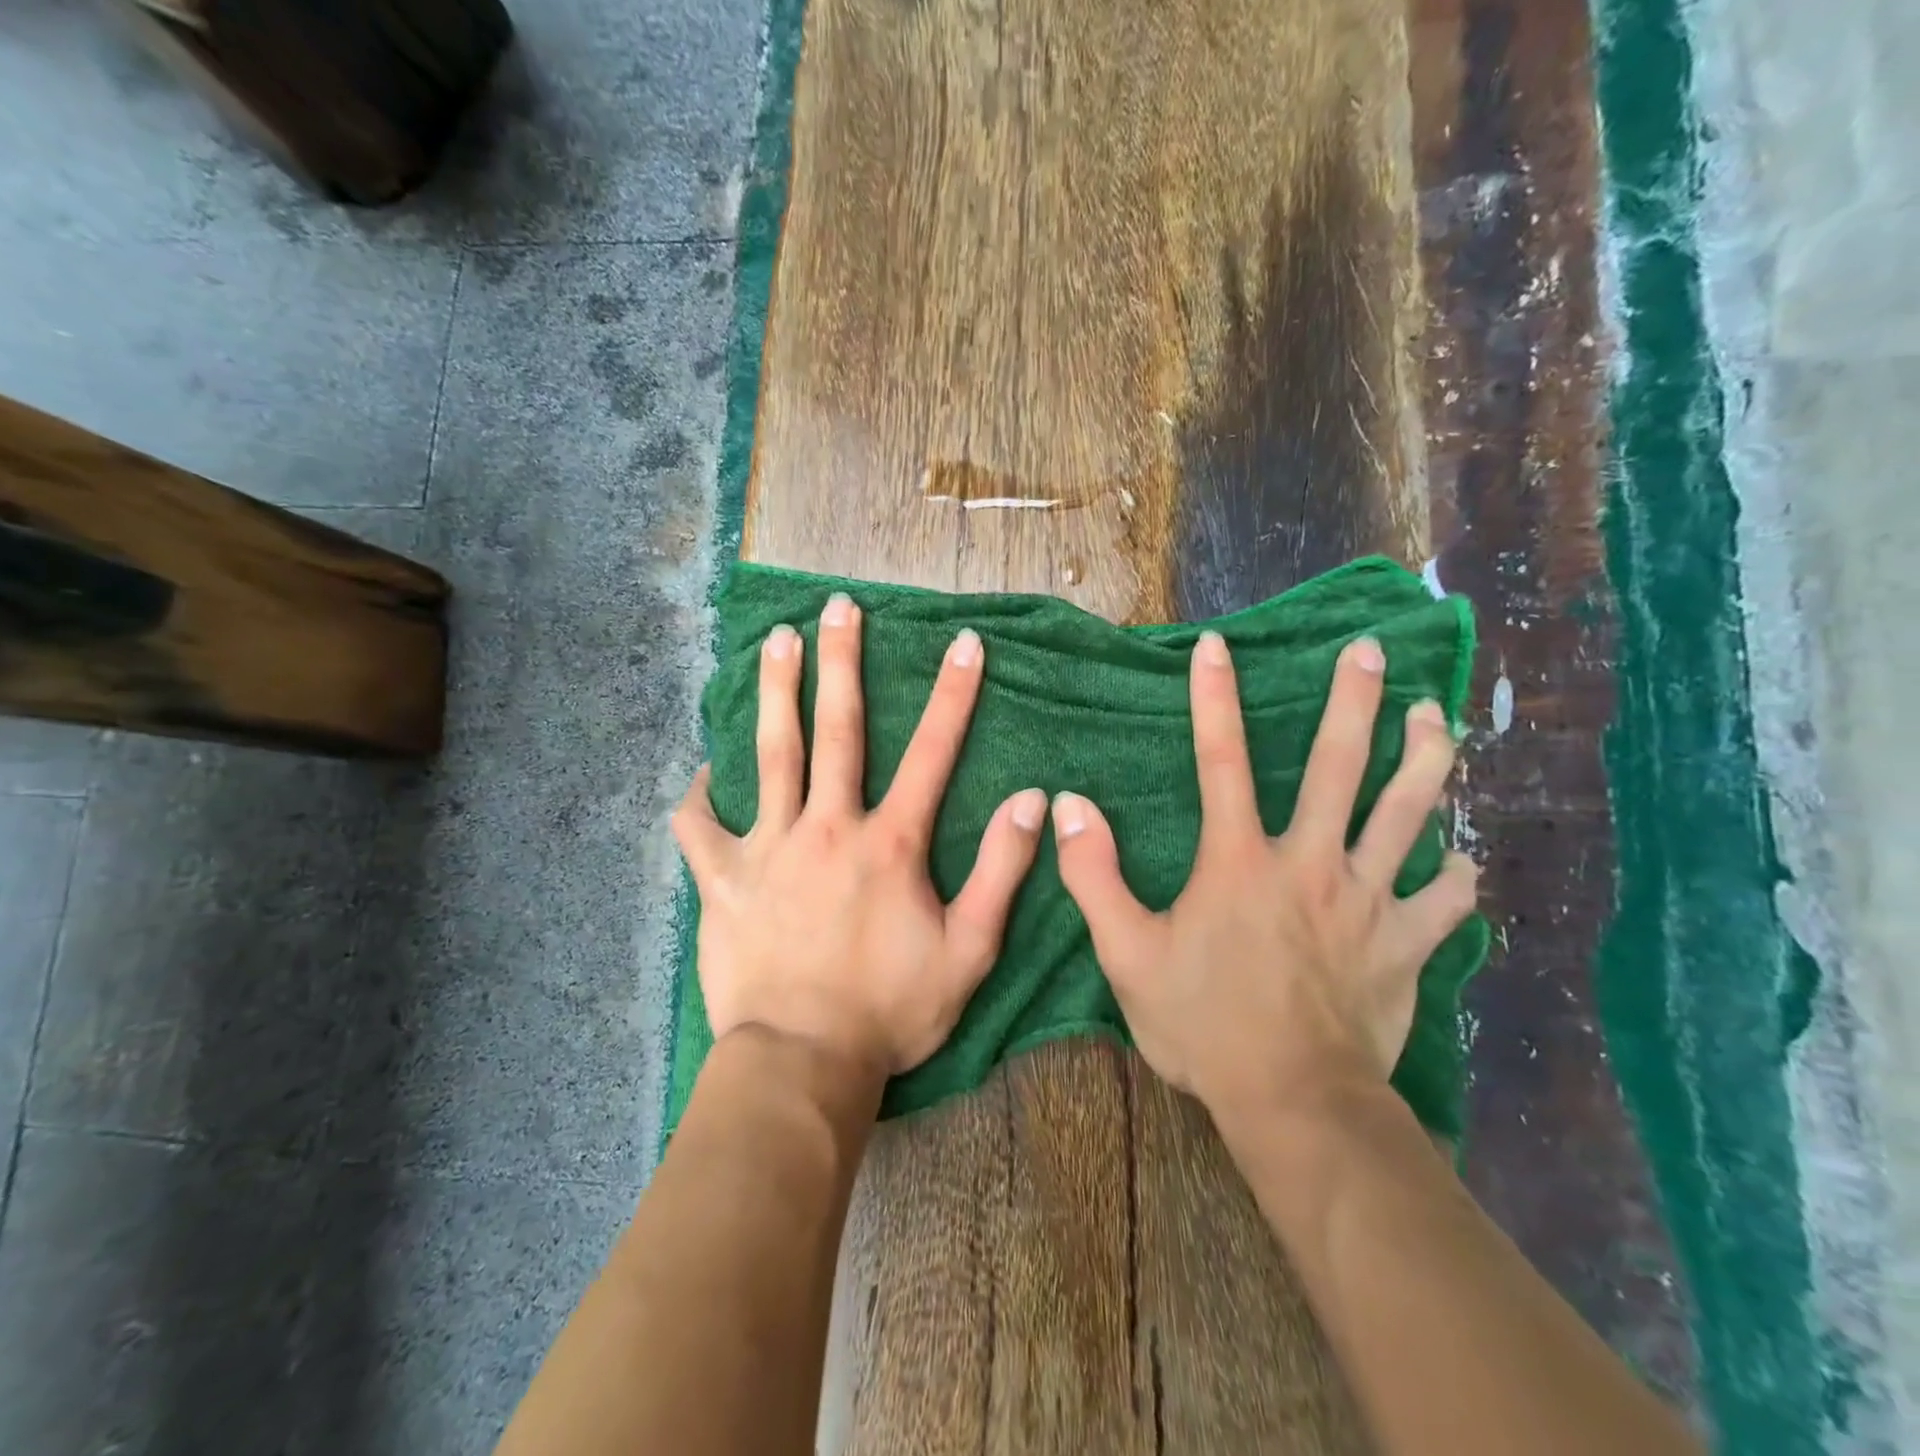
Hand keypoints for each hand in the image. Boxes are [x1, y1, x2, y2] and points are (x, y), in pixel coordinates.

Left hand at [672, 592, 1046, 1084]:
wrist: (803, 1063)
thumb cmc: (891, 1011)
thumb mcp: (969, 951)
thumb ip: (1002, 871)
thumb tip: (1030, 800)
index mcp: (889, 844)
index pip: (932, 752)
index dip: (953, 694)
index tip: (963, 642)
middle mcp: (828, 828)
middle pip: (837, 730)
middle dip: (841, 662)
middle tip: (838, 608)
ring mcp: (768, 850)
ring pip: (771, 755)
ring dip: (775, 692)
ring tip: (775, 640)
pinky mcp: (723, 881)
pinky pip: (699, 828)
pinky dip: (698, 797)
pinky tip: (702, 773)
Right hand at [1052, 632, 1477, 1124]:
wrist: (1293, 1102)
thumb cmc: (1203, 1024)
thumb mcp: (1125, 953)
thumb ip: (1093, 875)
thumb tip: (1069, 806)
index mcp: (1239, 861)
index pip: (1220, 760)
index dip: (1214, 699)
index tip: (1216, 646)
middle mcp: (1310, 863)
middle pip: (1338, 766)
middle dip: (1353, 701)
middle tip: (1369, 650)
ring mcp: (1367, 902)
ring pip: (1407, 815)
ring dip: (1423, 759)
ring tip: (1434, 715)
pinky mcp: (1405, 946)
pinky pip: (1445, 902)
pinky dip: (1456, 879)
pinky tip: (1463, 862)